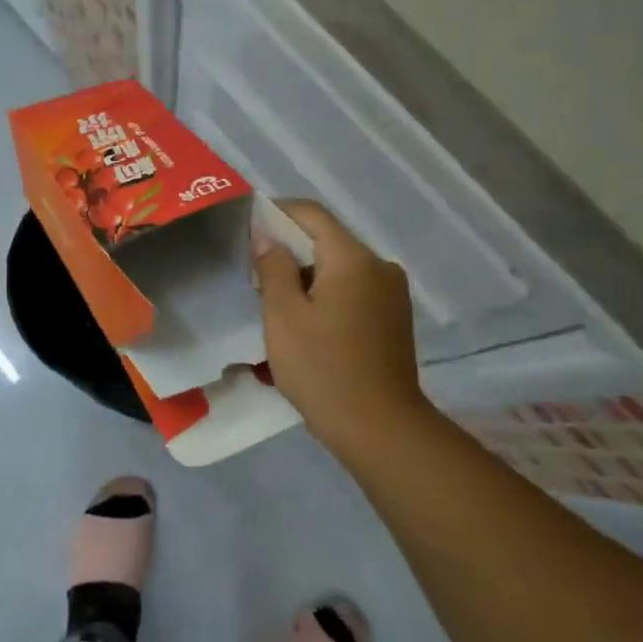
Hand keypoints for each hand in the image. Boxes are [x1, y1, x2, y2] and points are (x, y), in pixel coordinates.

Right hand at [254, 200, 429, 449]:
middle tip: (255, 275)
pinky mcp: (395, 318)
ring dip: (308, 277)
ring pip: (340, 268)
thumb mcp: (284, 316)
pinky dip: (328, 296)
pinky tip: (308, 325)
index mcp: (353, 258)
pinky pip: (354, 291)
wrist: (380, 428)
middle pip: (327, 241)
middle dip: (290, 251)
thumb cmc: (323, 369)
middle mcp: (379, 266)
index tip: (247, 227)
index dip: (277, 213)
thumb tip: (267, 235)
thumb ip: (273, 267)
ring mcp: (392, 293)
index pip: (311, 214)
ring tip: (277, 305)